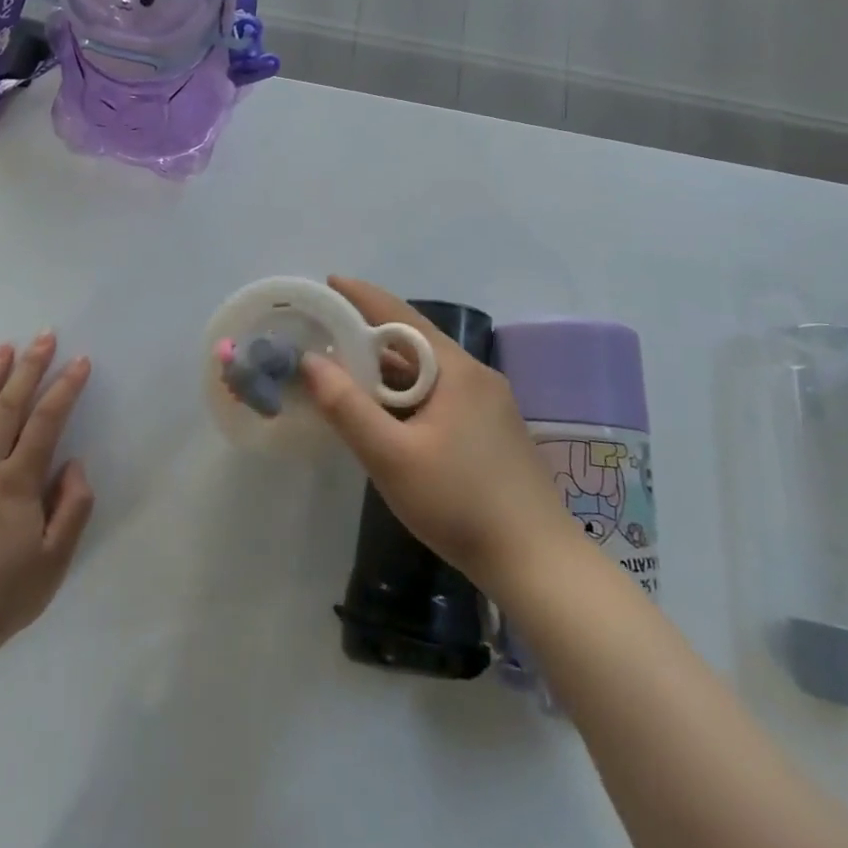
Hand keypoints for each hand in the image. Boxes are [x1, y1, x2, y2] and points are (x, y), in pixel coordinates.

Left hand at [0, 335, 95, 639]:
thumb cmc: (6, 592)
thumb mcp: (56, 559)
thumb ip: (73, 506)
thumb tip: (74, 462)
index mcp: (18, 482)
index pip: (46, 422)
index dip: (65, 388)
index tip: (80, 361)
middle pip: (8, 406)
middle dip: (29, 367)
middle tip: (44, 336)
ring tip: (3, 348)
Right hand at [301, 278, 573, 593]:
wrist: (538, 564)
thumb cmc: (460, 502)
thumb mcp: (391, 457)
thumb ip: (347, 407)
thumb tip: (309, 361)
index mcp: (457, 370)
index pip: (401, 315)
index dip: (361, 297)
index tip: (328, 283)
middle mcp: (476, 376)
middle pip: (414, 343)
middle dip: (368, 336)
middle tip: (324, 336)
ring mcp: (489, 404)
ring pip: (427, 372)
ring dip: (386, 370)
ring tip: (344, 373)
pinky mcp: (491, 431)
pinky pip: (439, 395)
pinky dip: (406, 394)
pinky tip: (386, 414)